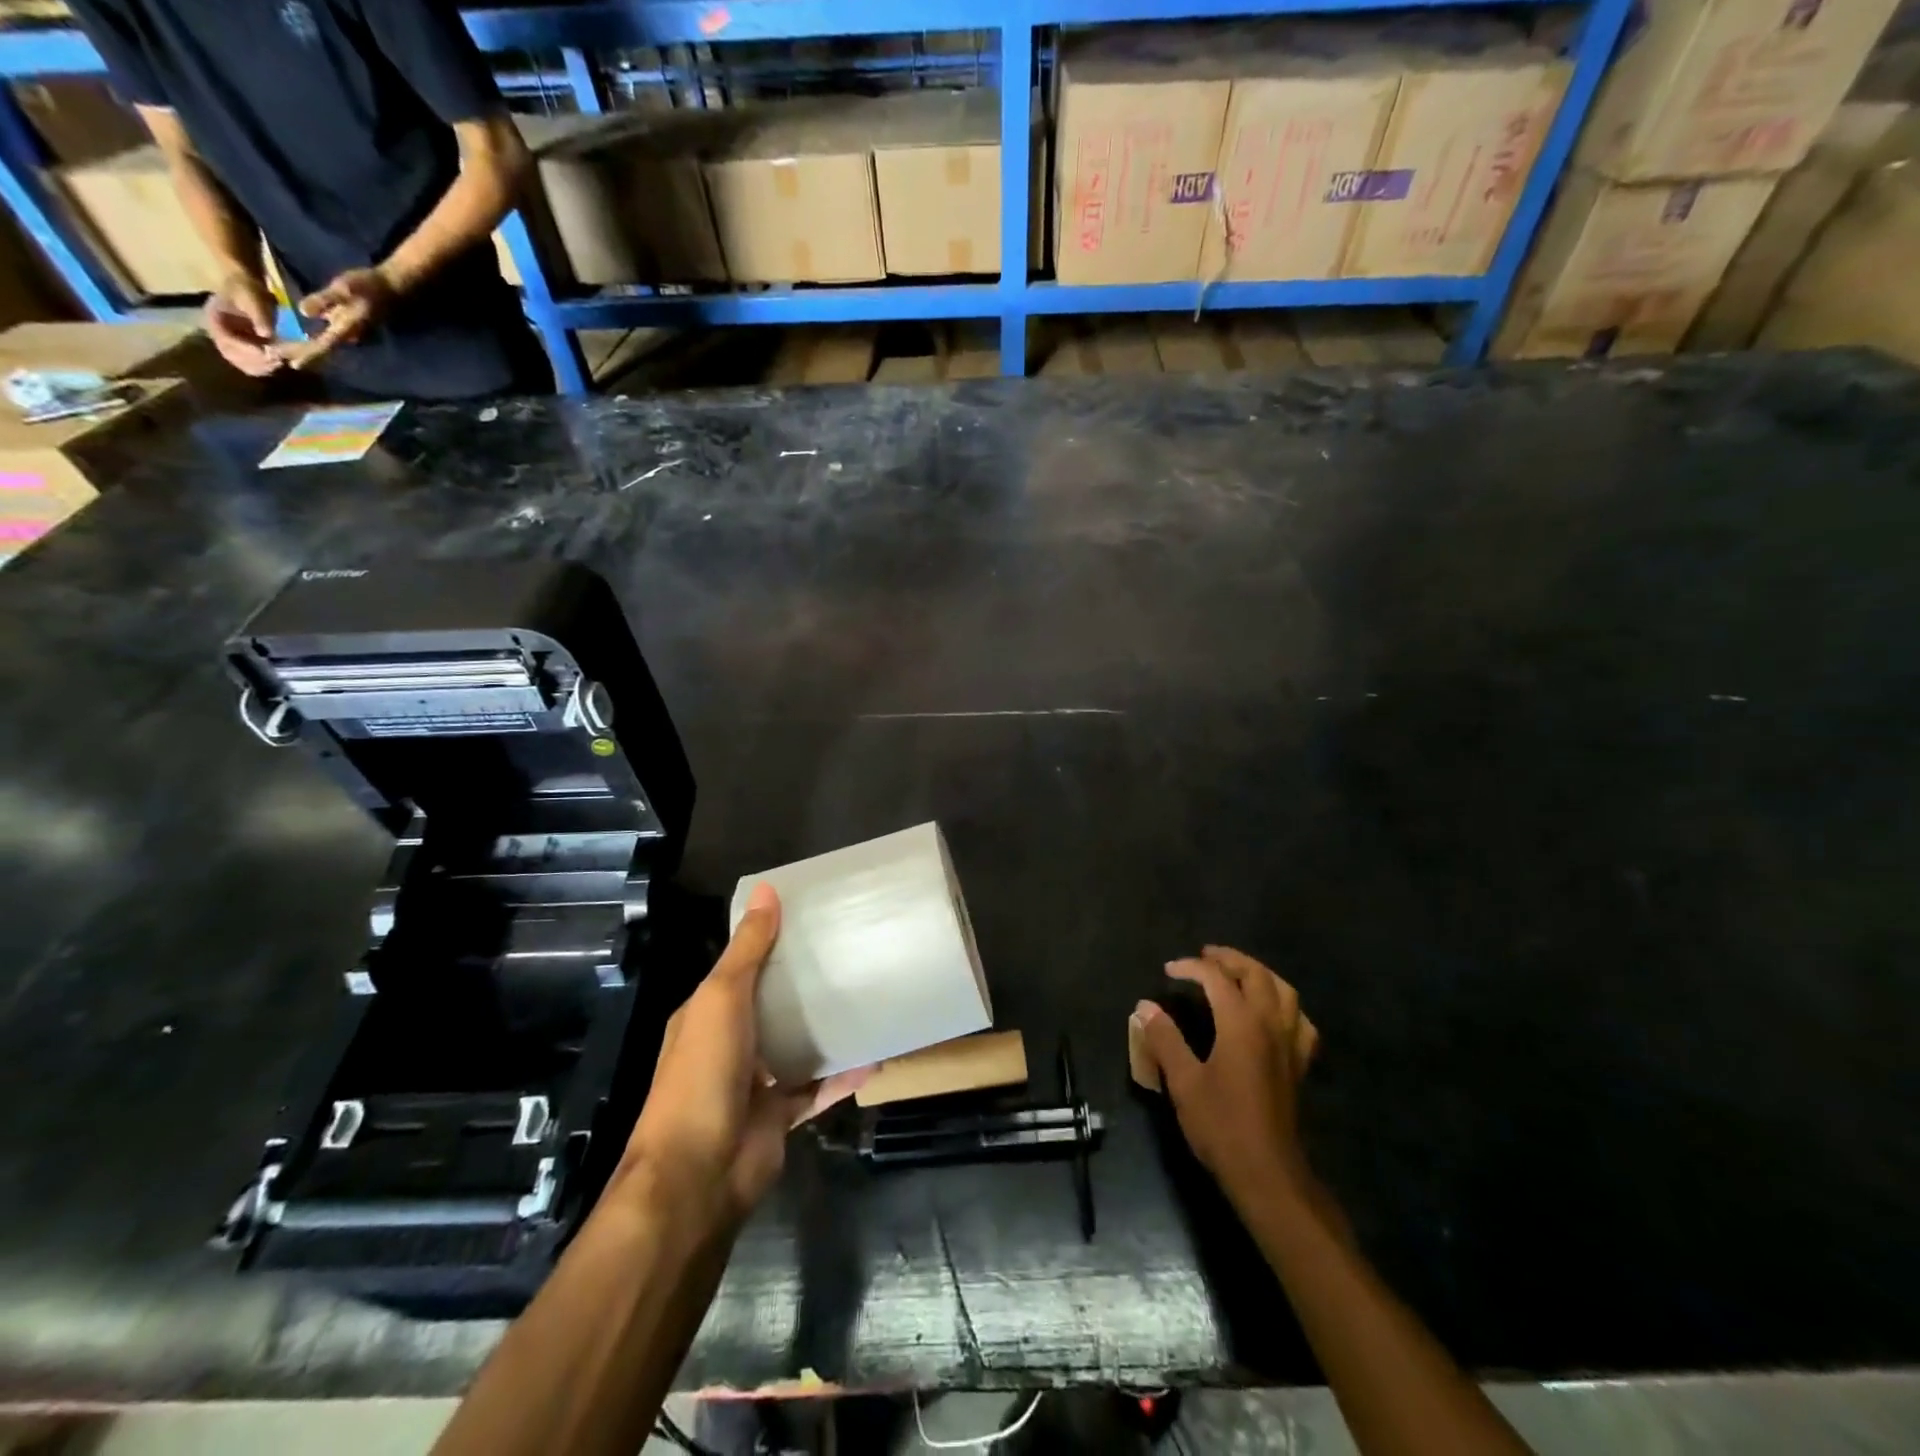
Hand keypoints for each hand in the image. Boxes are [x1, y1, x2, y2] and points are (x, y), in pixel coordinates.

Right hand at [204, 272, 282, 377]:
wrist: (250, 288)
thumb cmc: (248, 289)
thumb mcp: (252, 297)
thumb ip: (258, 315)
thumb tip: (266, 334)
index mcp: (214, 319)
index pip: (226, 341)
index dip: (247, 350)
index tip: (268, 354)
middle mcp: (219, 334)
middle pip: (233, 357)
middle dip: (256, 361)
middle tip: (278, 361)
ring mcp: (231, 343)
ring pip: (244, 364)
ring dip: (263, 367)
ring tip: (281, 362)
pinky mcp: (245, 349)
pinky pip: (254, 364)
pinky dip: (267, 366)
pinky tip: (280, 362)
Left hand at [284, 266, 395, 369]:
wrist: (390, 288)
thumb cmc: (367, 286)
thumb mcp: (342, 288)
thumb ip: (324, 300)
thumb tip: (303, 311)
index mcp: (346, 328)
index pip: (324, 346)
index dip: (308, 354)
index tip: (291, 363)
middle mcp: (348, 336)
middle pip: (322, 350)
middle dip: (301, 354)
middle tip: (276, 356)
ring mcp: (350, 333)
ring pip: (325, 347)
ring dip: (306, 349)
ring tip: (284, 351)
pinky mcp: (349, 328)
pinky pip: (329, 340)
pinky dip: (314, 342)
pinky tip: (300, 340)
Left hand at [623, 885, 864, 1223]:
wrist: (698, 1174)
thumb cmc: (702, 1074)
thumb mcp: (722, 999)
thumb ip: (748, 949)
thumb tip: (767, 891)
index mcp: (706, 1015)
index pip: (741, 969)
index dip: (770, 944)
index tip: (811, 920)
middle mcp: (729, 1045)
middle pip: (772, 1007)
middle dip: (804, 987)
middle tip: (851, 956)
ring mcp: (754, 1084)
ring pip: (796, 1048)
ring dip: (826, 1031)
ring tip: (868, 1001)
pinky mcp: (779, 1117)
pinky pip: (817, 1090)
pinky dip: (842, 1077)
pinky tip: (874, 1058)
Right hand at [1132, 946, 1319, 1212]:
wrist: (1268, 1173)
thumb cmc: (1221, 1125)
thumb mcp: (1183, 1081)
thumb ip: (1164, 1039)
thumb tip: (1145, 1007)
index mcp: (1241, 1024)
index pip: (1216, 978)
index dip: (1191, 967)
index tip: (1168, 970)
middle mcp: (1271, 1025)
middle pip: (1256, 974)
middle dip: (1230, 959)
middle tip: (1204, 957)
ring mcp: (1290, 1045)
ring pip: (1284, 991)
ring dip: (1259, 974)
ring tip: (1237, 974)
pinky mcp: (1299, 1065)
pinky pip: (1300, 1021)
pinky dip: (1285, 1005)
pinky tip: (1273, 1013)